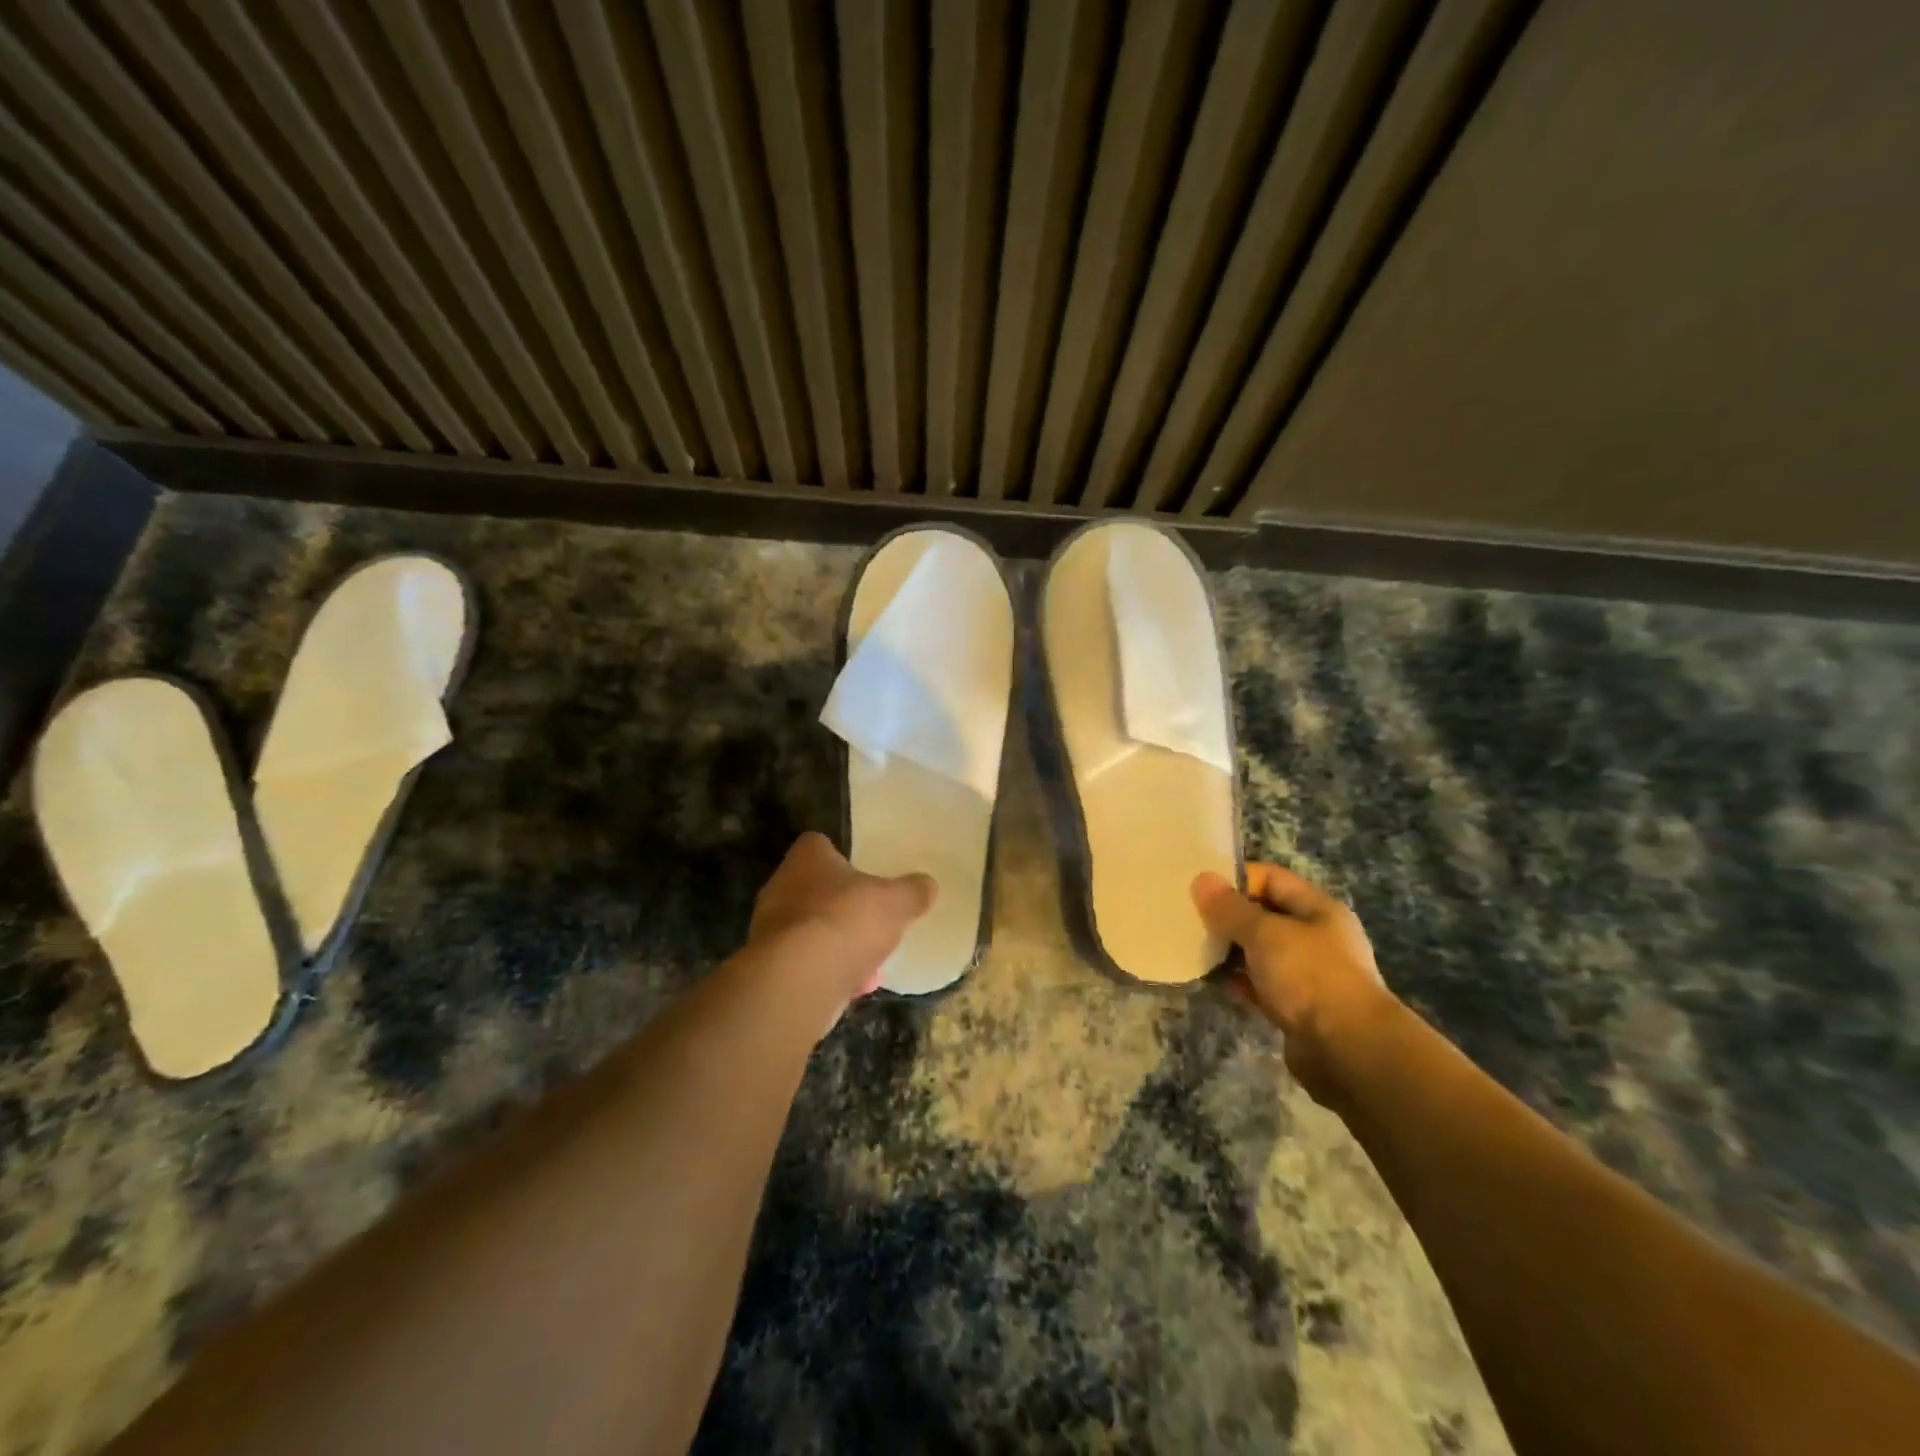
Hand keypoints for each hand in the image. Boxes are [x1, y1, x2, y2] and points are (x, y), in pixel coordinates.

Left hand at [747, 832, 936, 1009]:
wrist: (799, 980)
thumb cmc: (847, 921)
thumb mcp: (897, 902)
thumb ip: (913, 892)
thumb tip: (926, 885)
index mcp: (807, 858)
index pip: (819, 845)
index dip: (842, 857)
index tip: (864, 873)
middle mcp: (781, 887)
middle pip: (815, 889)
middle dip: (843, 906)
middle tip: (871, 919)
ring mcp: (770, 930)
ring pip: (811, 931)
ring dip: (838, 944)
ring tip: (871, 962)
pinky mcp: (771, 968)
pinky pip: (806, 964)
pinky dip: (829, 973)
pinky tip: (856, 987)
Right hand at [1192, 864, 1397, 1107]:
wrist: (1349, 1051)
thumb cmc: (1309, 977)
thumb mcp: (1265, 933)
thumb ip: (1230, 908)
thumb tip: (1202, 879)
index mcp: (1318, 909)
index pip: (1271, 878)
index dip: (1235, 880)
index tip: (1199, 890)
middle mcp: (1317, 937)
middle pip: (1265, 915)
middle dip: (1229, 917)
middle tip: (1191, 920)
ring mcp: (1310, 974)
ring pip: (1261, 952)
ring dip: (1232, 951)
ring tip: (1197, 950)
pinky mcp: (1299, 1007)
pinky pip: (1263, 985)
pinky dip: (1241, 982)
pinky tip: (1216, 982)